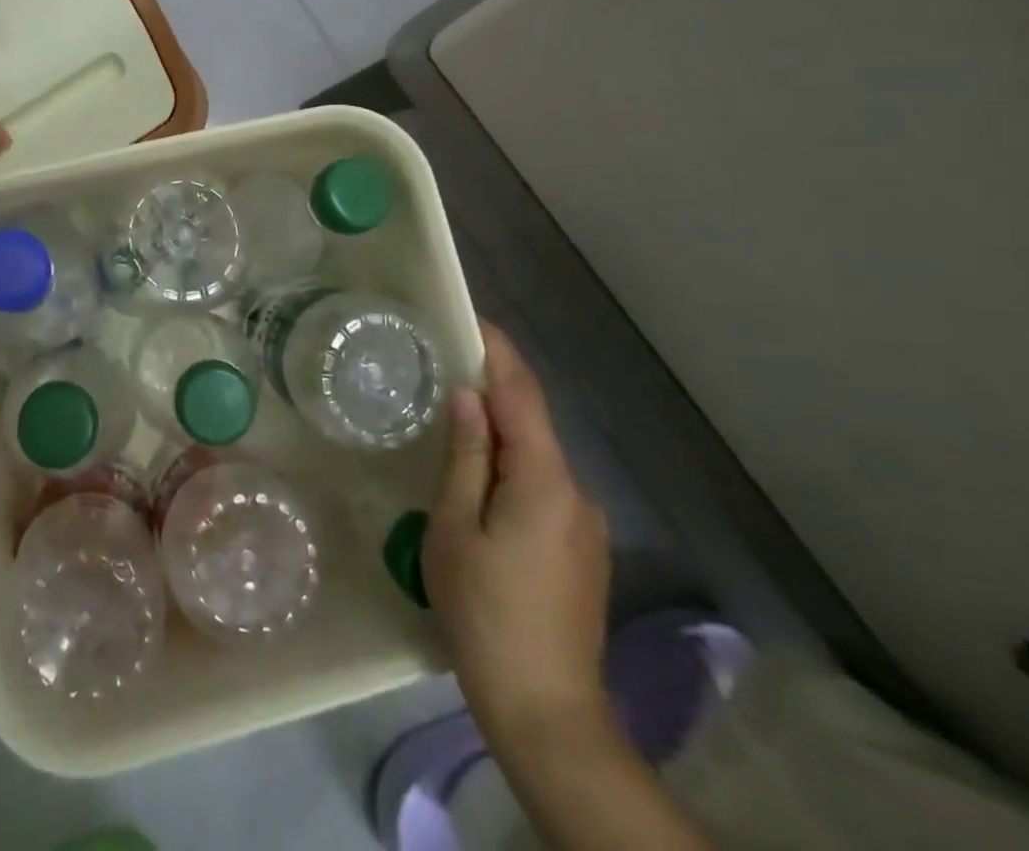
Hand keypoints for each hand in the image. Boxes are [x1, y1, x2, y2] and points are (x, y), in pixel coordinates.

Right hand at [424, 322, 611, 752]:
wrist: (546, 710)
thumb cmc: (485, 612)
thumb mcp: (457, 528)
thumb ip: (465, 456)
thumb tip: (467, 395)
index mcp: (544, 480)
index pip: (522, 395)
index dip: (498, 351)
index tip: (470, 318)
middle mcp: (575, 491)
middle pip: (531, 422)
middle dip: (492, 389)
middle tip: (443, 366)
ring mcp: (584, 523)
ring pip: (536, 457)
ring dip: (499, 431)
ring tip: (450, 422)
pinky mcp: (581, 549)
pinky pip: (543, 487)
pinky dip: (511, 466)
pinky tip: (478, 482)